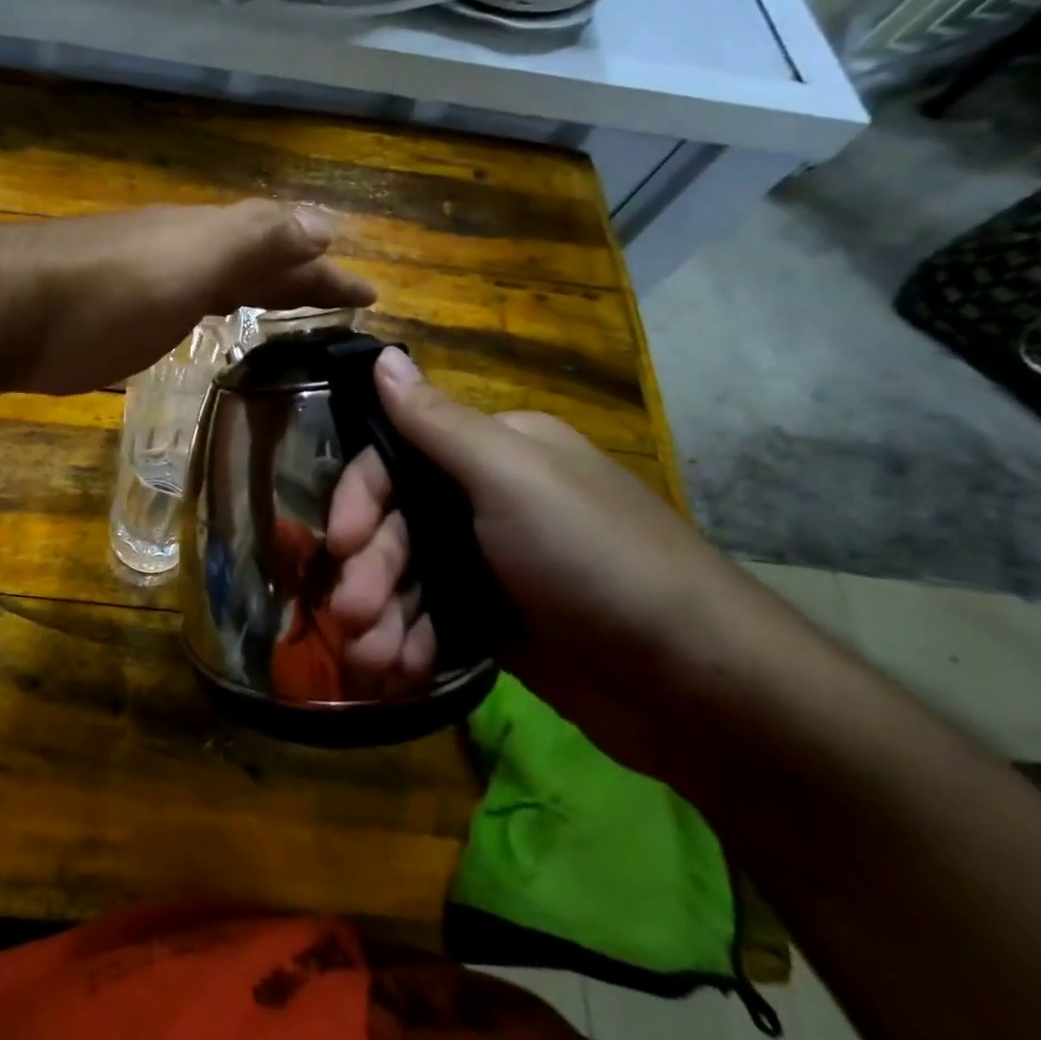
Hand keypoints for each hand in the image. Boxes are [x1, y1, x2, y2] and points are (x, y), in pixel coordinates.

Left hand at [0, 201, 375, 396]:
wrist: (7, 310)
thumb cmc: (108, 292)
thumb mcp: (190, 260)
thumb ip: (254, 239)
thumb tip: (324, 225)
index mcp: (207, 239)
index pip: (286, 248)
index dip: (328, 273)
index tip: (371, 297)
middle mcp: (182, 254)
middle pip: (256, 261)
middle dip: (302, 279)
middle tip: (345, 305)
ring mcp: (148, 284)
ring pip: (221, 281)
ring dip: (261, 291)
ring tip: (294, 311)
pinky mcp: (119, 317)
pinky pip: (187, 306)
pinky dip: (215, 310)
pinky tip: (215, 324)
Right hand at [327, 348, 766, 771]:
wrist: (698, 684)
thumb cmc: (593, 559)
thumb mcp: (511, 478)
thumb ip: (436, 422)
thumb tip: (383, 355)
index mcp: (490, 453)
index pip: (394, 460)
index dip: (360, 501)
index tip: (342, 544)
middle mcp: (484, 500)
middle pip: (395, 527)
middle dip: (371, 574)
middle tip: (354, 619)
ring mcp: (490, 565)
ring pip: (407, 580)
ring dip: (382, 619)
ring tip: (374, 662)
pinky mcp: (495, 622)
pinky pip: (430, 622)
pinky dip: (410, 645)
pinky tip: (401, 674)